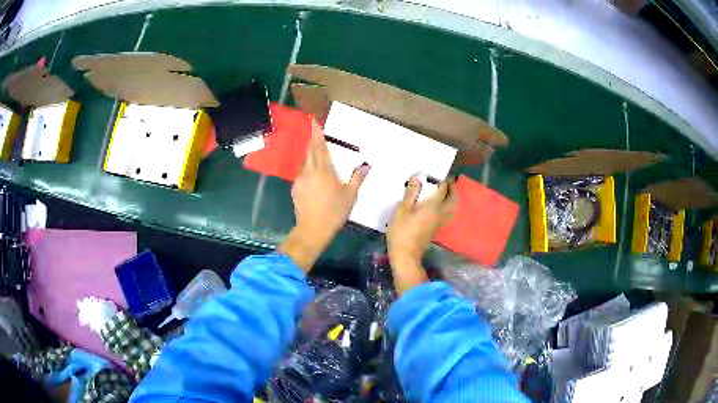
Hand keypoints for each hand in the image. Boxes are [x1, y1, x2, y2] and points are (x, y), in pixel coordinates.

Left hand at [279, 120, 369, 270]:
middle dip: (313, 141)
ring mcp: (300, 179)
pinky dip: (309, 171)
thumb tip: (366, 165)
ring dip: (312, 158)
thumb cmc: (334, 212)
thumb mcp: (350, 196)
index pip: (319, 146)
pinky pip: (303, 174)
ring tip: (321, 161)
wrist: (312, 230)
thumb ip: (357, 178)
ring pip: (306, 163)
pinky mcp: (295, 188)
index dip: (317, 133)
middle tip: (318, 134)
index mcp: (323, 170)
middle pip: (310, 151)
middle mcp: (309, 171)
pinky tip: (316, 180)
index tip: (314, 120)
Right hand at [386, 176, 456, 293]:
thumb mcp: (402, 209)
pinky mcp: (436, 229)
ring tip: (445, 192)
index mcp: (433, 206)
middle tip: (447, 182)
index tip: (437, 175)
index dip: (442, 180)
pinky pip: (447, 214)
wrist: (406, 254)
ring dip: (451, 198)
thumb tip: (417, 178)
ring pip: (452, 208)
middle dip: (452, 189)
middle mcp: (440, 213)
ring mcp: (440, 223)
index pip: (443, 189)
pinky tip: (439, 205)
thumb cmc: (402, 231)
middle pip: (453, 199)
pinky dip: (447, 206)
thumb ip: (411, 193)